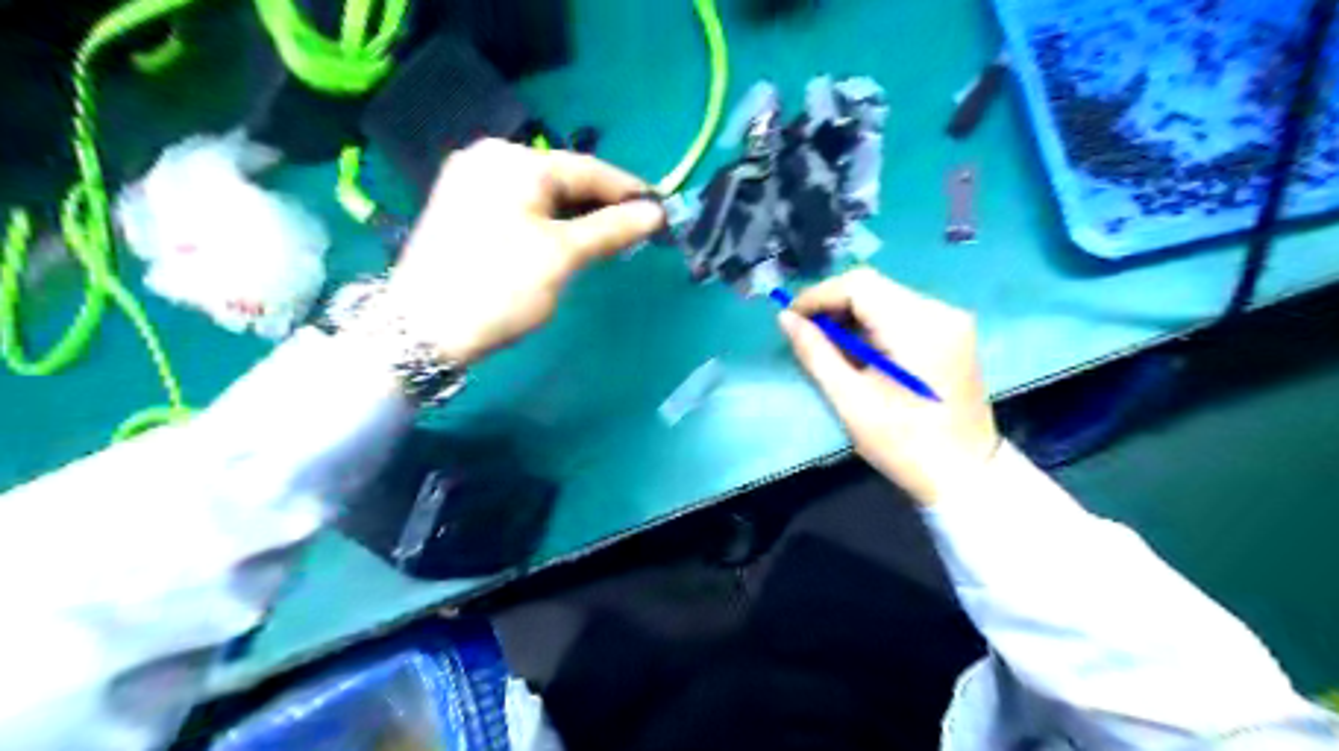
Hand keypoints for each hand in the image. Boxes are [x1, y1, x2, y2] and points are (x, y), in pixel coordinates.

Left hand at [389, 141, 663, 363]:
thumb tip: (656, 214)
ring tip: (609, 238)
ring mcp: (470, 181)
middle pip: (562, 178)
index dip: (629, 190)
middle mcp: (489, 157)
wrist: (422, 331)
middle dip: (602, 205)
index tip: (662, 209)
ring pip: (541, 193)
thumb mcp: (563, 256)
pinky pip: (520, 205)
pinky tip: (567, 238)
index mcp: (514, 160)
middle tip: (638, 230)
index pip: (588, 168)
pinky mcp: (462, 206)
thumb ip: (612, 229)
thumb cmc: (500, 287)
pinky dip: (548, 220)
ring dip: (577, 215)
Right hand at [781, 266, 997, 506]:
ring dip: (852, 315)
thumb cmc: (904, 443)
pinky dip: (873, 325)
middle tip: (806, 334)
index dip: (818, 295)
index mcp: (918, 326)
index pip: (858, 285)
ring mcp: (950, 321)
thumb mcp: (851, 401)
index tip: (791, 319)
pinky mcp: (952, 333)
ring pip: (886, 298)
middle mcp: (940, 311)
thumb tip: (786, 319)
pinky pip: (902, 313)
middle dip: (833, 305)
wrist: (965, 474)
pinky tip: (859, 350)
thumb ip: (816, 353)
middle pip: (874, 287)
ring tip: (828, 345)